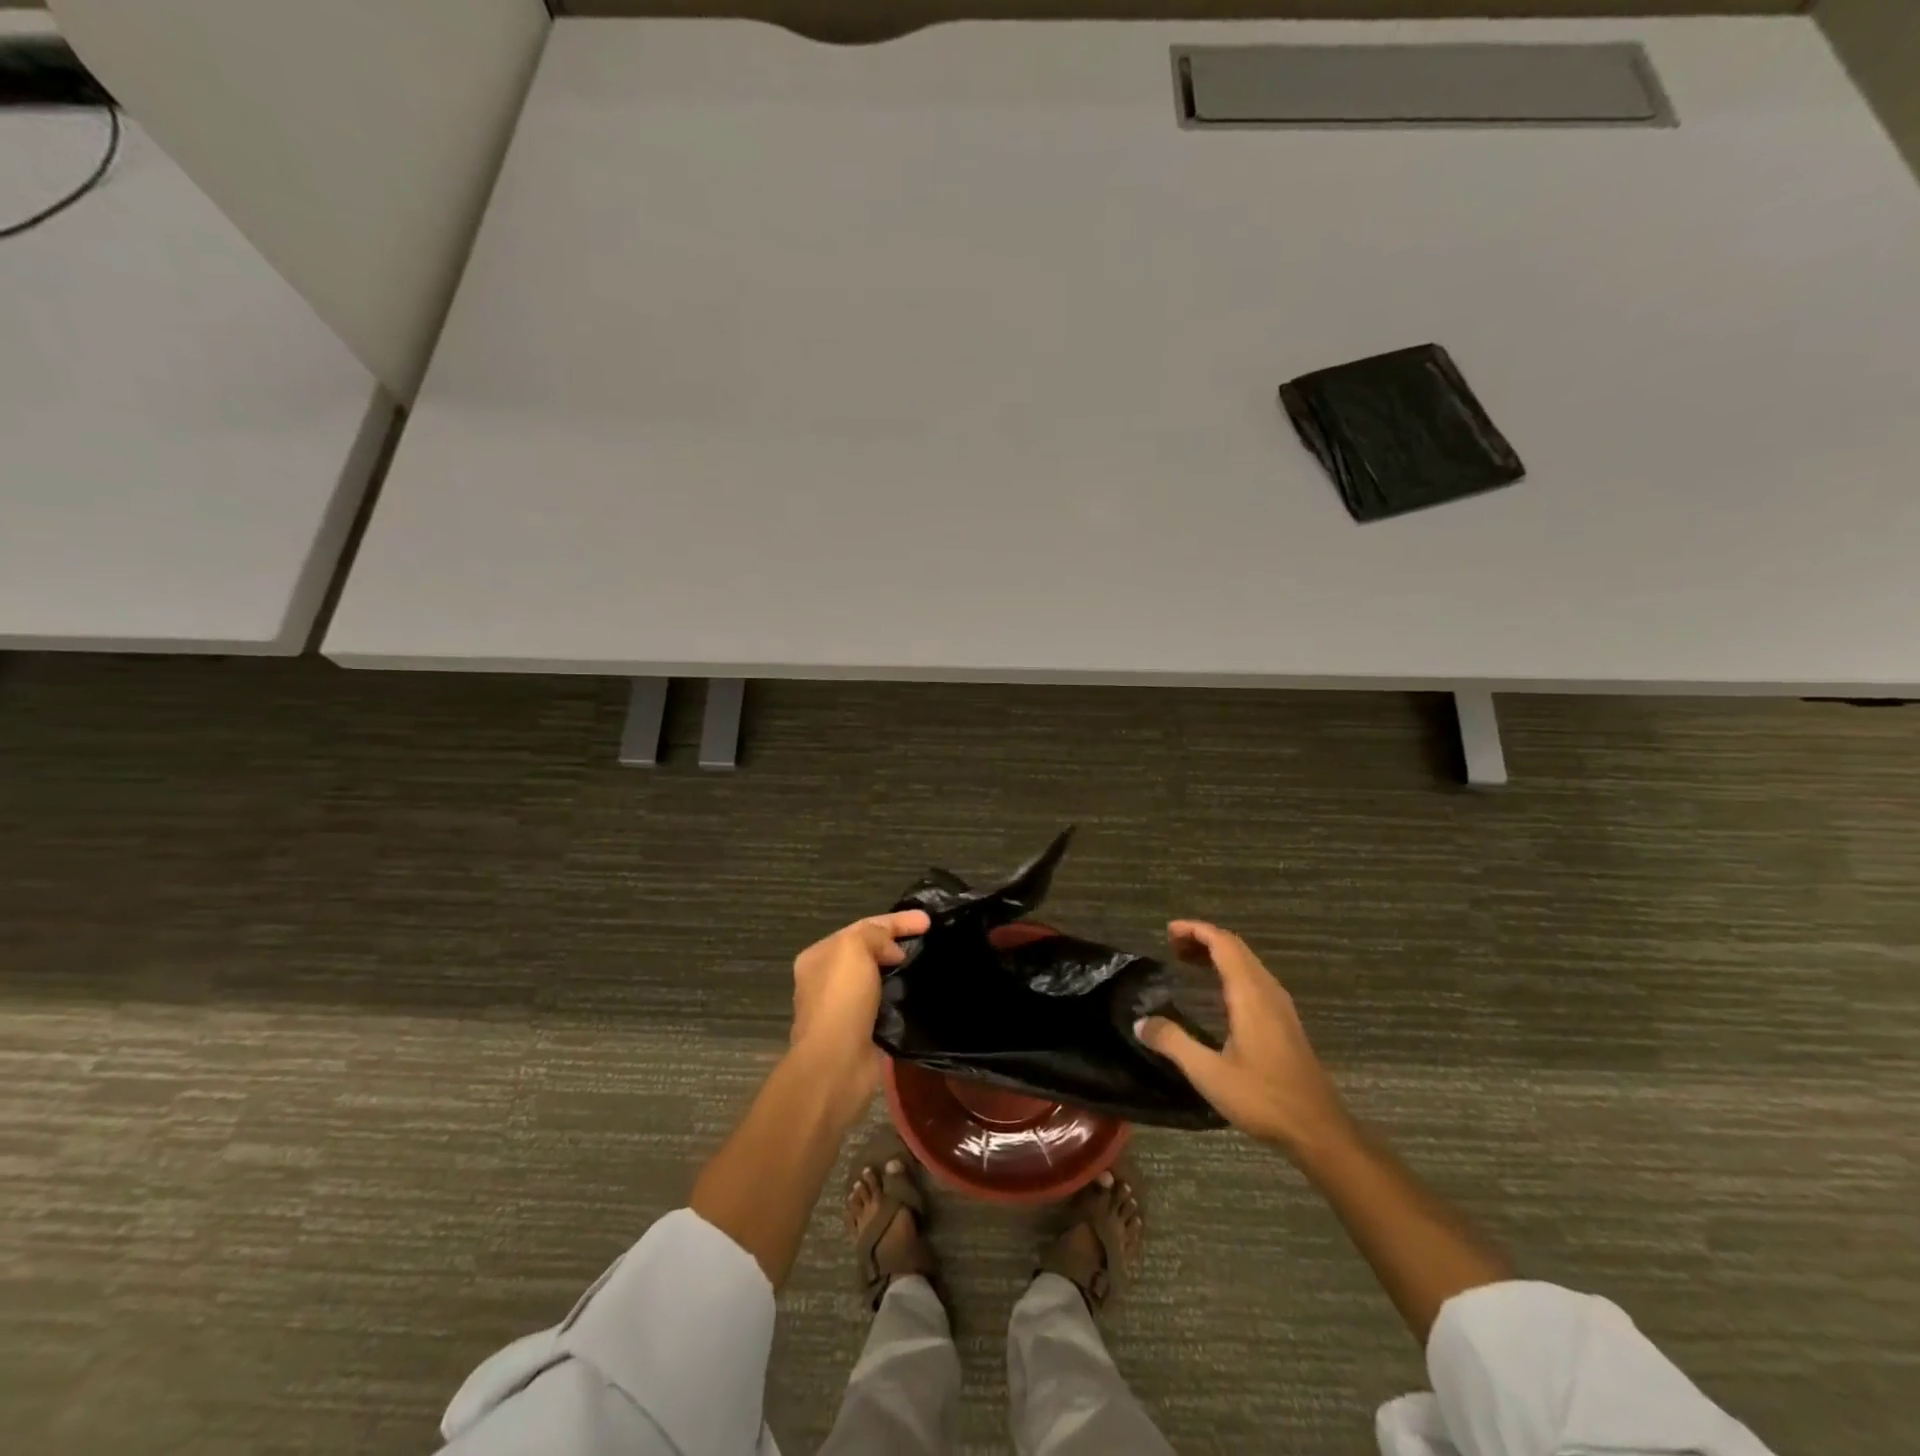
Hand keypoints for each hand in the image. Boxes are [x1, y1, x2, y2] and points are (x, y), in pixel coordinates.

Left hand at [789, 909, 929, 1118]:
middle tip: (929, 940)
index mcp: (819, 956)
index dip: (896, 921)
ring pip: (876, 978)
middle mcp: (825, 980)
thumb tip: (893, 952)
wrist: (836, 1065)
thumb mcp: (855, 949)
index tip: (928, 920)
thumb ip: (875, 936)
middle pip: (868, 951)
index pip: (862, 927)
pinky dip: (900, 996)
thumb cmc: (841, 1000)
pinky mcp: (859, 1032)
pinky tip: (918, 994)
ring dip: (899, 970)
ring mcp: (841, 1008)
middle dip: (896, 943)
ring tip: (927, 965)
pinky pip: (884, 1004)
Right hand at [1136, 920, 1348, 1154]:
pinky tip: (1217, 992)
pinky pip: (1255, 978)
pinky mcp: (1285, 1021)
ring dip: (1218, 954)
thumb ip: (1173, 1043)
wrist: (1319, 1130)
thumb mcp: (1209, 1074)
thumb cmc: (1264, 1098)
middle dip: (1203, 938)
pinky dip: (1230, 970)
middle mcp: (1268, 991)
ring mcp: (1280, 1005)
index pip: (1223, 943)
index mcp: (1250, 995)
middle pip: (1236, 947)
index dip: (1195, 930)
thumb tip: (1140, 1022)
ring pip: (1247, 962)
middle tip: (1172, 946)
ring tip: (1188, 962)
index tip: (1168, 932)